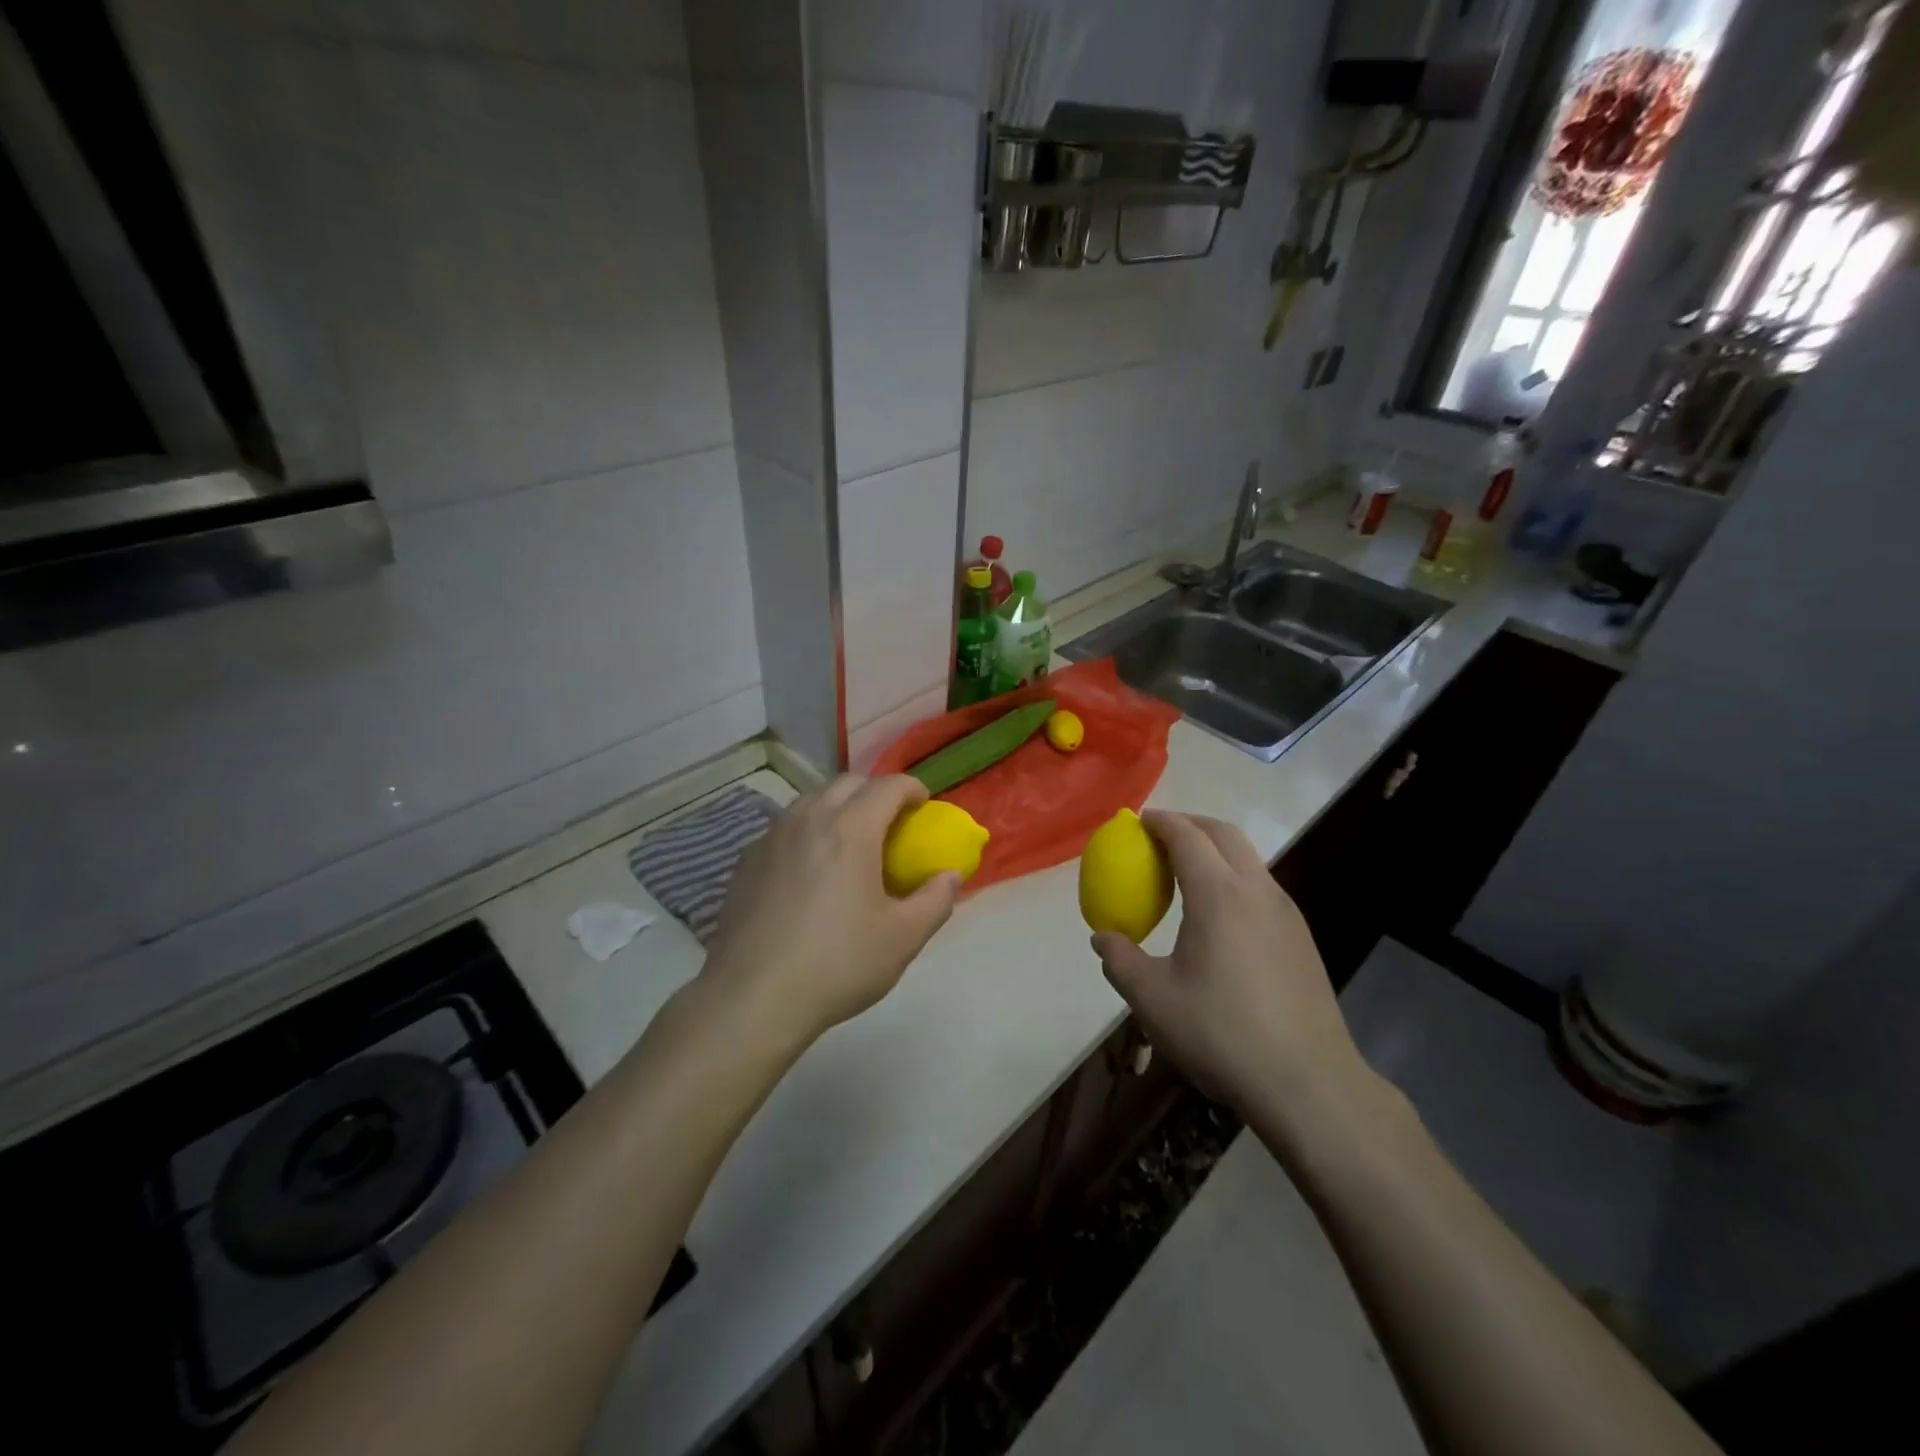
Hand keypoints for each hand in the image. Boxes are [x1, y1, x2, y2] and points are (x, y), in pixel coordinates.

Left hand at [703, 775, 960, 1044]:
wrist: (752, 998)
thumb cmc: (837, 963)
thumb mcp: (903, 938)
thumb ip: (936, 900)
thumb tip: (950, 876)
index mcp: (850, 829)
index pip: (888, 786)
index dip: (912, 789)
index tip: (924, 805)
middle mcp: (808, 819)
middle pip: (847, 783)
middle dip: (875, 792)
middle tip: (891, 822)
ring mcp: (771, 837)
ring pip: (811, 800)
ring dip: (838, 807)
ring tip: (850, 841)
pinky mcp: (746, 861)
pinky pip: (785, 828)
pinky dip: (808, 831)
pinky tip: (810, 870)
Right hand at [1091, 812, 1376, 1123]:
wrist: (1308, 1083)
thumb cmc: (1221, 1034)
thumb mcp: (1153, 1000)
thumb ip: (1120, 960)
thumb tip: (1102, 937)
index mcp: (1218, 894)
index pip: (1186, 836)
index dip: (1160, 822)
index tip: (1138, 822)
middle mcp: (1257, 890)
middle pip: (1224, 834)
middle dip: (1190, 823)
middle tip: (1160, 836)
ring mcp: (1286, 912)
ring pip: (1249, 858)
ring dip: (1216, 850)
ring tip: (1186, 872)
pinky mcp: (1301, 937)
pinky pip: (1261, 886)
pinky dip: (1234, 877)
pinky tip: (1219, 916)